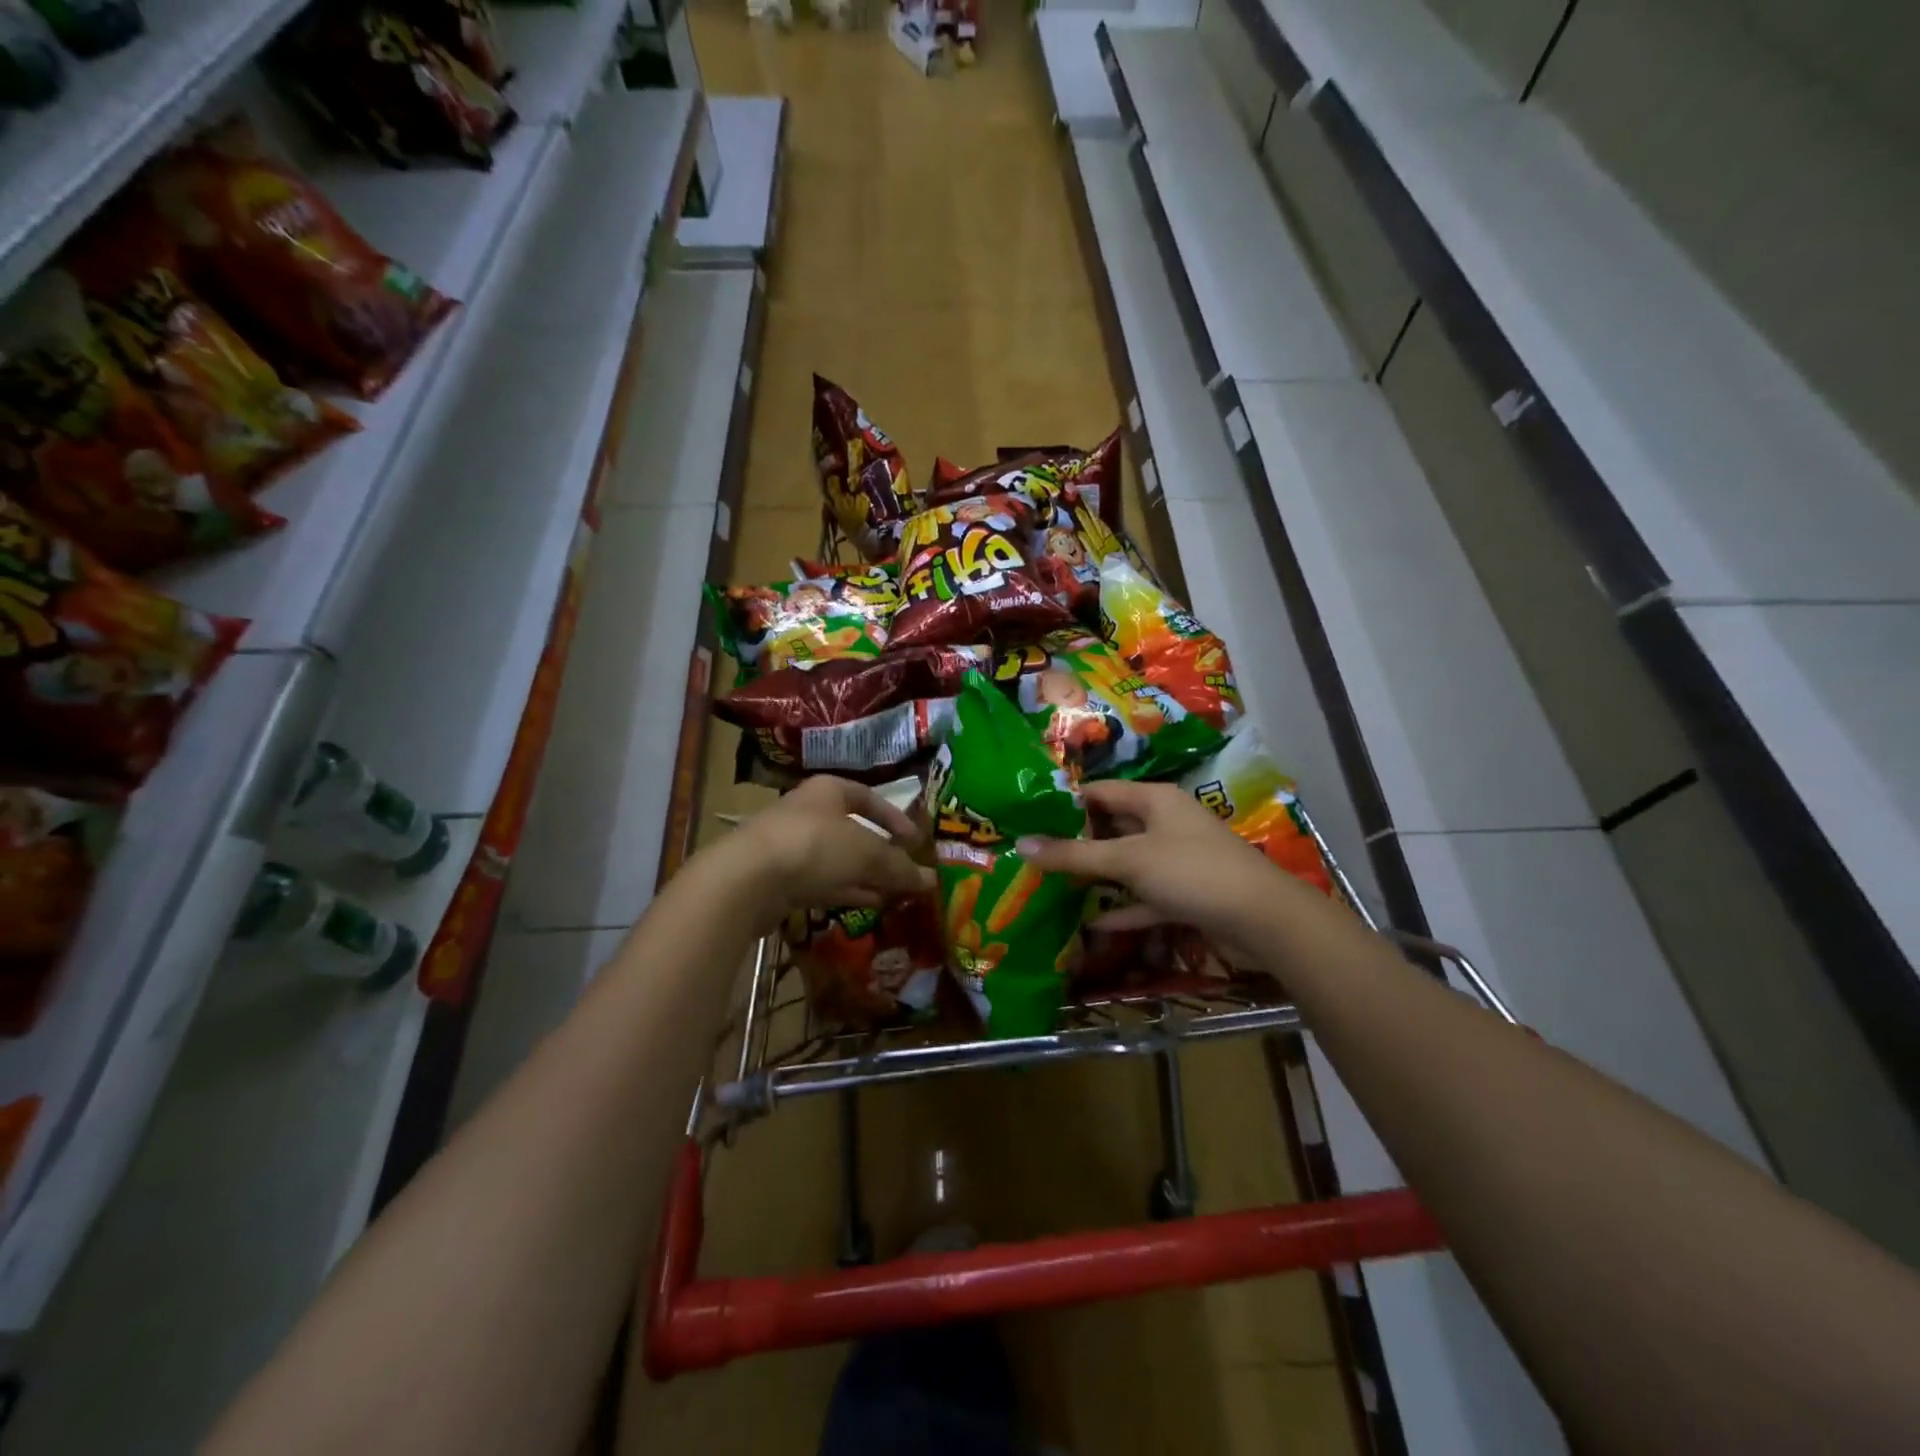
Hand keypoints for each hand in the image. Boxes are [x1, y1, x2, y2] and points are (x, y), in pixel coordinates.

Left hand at [707, 776, 935, 932]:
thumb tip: (931, 880)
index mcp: (829, 790)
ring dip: (866, 876)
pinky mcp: (780, 878)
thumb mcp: (867, 853)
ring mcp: (792, 845)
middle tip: (906, 874)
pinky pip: (822, 882)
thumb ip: (900, 866)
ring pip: (839, 860)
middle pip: (854, 831)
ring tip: (894, 895)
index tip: (916, 842)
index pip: (870, 797)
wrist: (748, 879)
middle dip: (882, 854)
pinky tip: (868, 905)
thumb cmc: (815, 846)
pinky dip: (847, 891)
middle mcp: (809, 812)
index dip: (896, 819)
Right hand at [1016, 779, 1319, 963]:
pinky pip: (1145, 897)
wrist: (1262, 919)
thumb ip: (1073, 855)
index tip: (1028, 819)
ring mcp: (1177, 860)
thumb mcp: (1127, 860)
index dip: (1065, 803)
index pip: (1100, 792)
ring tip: (1052, 886)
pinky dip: (1123, 909)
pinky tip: (1092, 925)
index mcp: (1154, 800)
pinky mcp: (1186, 894)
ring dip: (1097, 877)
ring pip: (1127, 864)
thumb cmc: (1191, 872)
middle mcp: (1165, 823)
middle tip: (1034, 855)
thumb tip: (1021, 844)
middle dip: (1076, 842)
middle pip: (1112, 827)